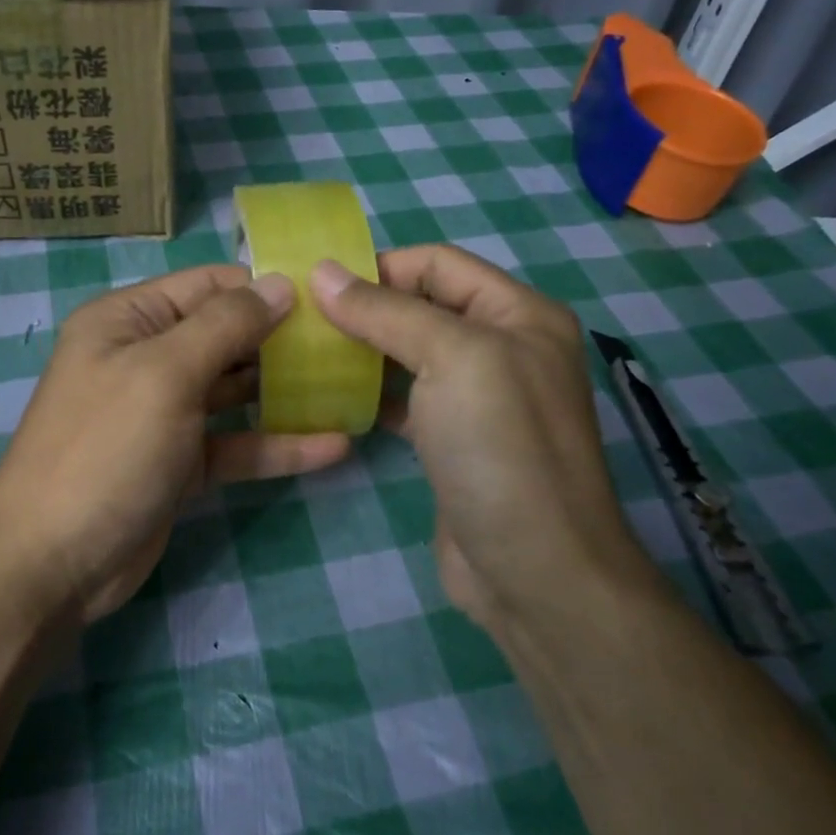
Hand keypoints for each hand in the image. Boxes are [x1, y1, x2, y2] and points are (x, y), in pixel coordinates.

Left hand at [0, 265, 349, 621]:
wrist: (51, 563)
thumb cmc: (105, 449)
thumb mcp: (164, 374)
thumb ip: (226, 325)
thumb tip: (282, 283)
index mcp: (128, 321)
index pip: (207, 286)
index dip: (264, 286)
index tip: (329, 295)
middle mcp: (145, 358)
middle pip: (225, 336)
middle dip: (282, 338)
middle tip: (350, 342)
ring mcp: (163, 414)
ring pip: (234, 391)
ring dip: (285, 391)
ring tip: (350, 386)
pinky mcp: (180, 464)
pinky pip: (235, 444)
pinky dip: (276, 445)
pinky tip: (333, 447)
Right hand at [310, 245, 648, 635]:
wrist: (535, 571)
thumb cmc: (501, 448)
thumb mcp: (451, 359)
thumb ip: (386, 311)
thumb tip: (322, 272)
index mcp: (518, 313)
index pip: (438, 263)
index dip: (379, 266)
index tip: (317, 285)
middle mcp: (502, 346)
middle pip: (421, 305)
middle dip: (364, 307)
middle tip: (300, 320)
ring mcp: (478, 397)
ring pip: (409, 352)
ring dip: (362, 349)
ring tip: (305, 353)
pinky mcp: (453, 439)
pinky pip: (406, 397)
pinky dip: (370, 392)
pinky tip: (331, 396)